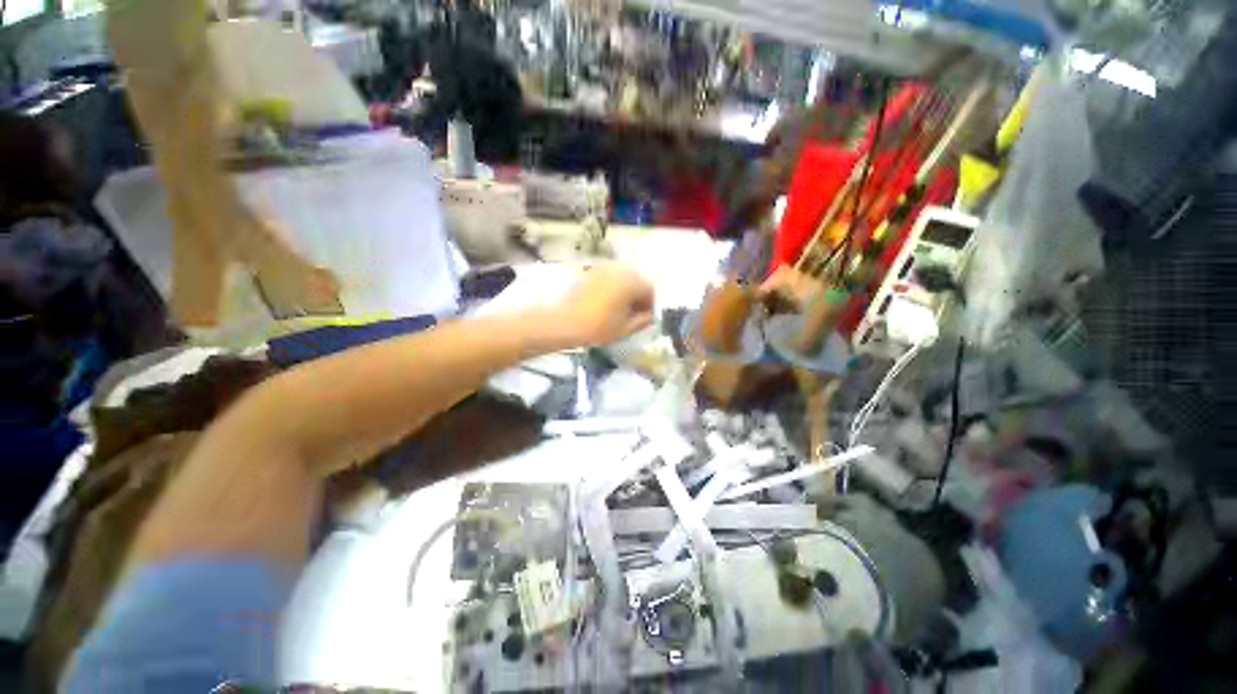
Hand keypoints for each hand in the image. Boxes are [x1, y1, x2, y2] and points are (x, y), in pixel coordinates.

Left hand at [554, 264, 654, 346]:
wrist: (563, 322)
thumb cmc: (598, 327)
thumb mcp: (626, 328)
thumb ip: (644, 320)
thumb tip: (650, 315)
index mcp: (632, 281)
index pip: (650, 291)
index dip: (649, 307)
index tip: (642, 320)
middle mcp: (620, 269)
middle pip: (637, 282)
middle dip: (637, 298)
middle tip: (630, 316)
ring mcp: (603, 269)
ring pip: (622, 280)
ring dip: (624, 293)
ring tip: (617, 311)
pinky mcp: (590, 273)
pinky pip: (608, 280)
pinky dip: (611, 290)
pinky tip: (604, 305)